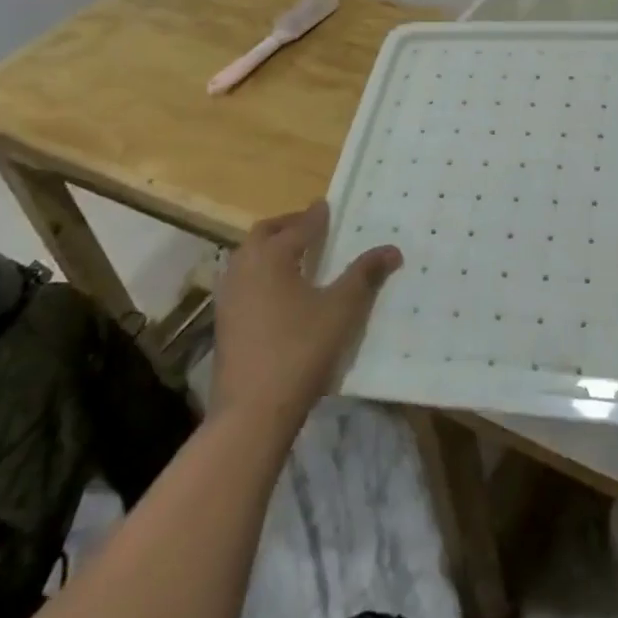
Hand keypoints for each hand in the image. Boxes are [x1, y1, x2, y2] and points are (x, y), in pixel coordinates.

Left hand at [213, 200, 400, 422]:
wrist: (252, 411)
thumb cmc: (300, 350)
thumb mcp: (342, 310)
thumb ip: (365, 275)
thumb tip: (392, 249)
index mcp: (271, 256)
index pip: (299, 226)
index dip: (316, 216)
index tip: (328, 206)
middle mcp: (244, 268)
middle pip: (264, 234)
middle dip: (288, 226)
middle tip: (312, 227)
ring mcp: (229, 296)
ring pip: (249, 257)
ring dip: (271, 249)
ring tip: (298, 257)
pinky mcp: (225, 322)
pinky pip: (244, 281)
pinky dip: (262, 273)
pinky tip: (280, 292)